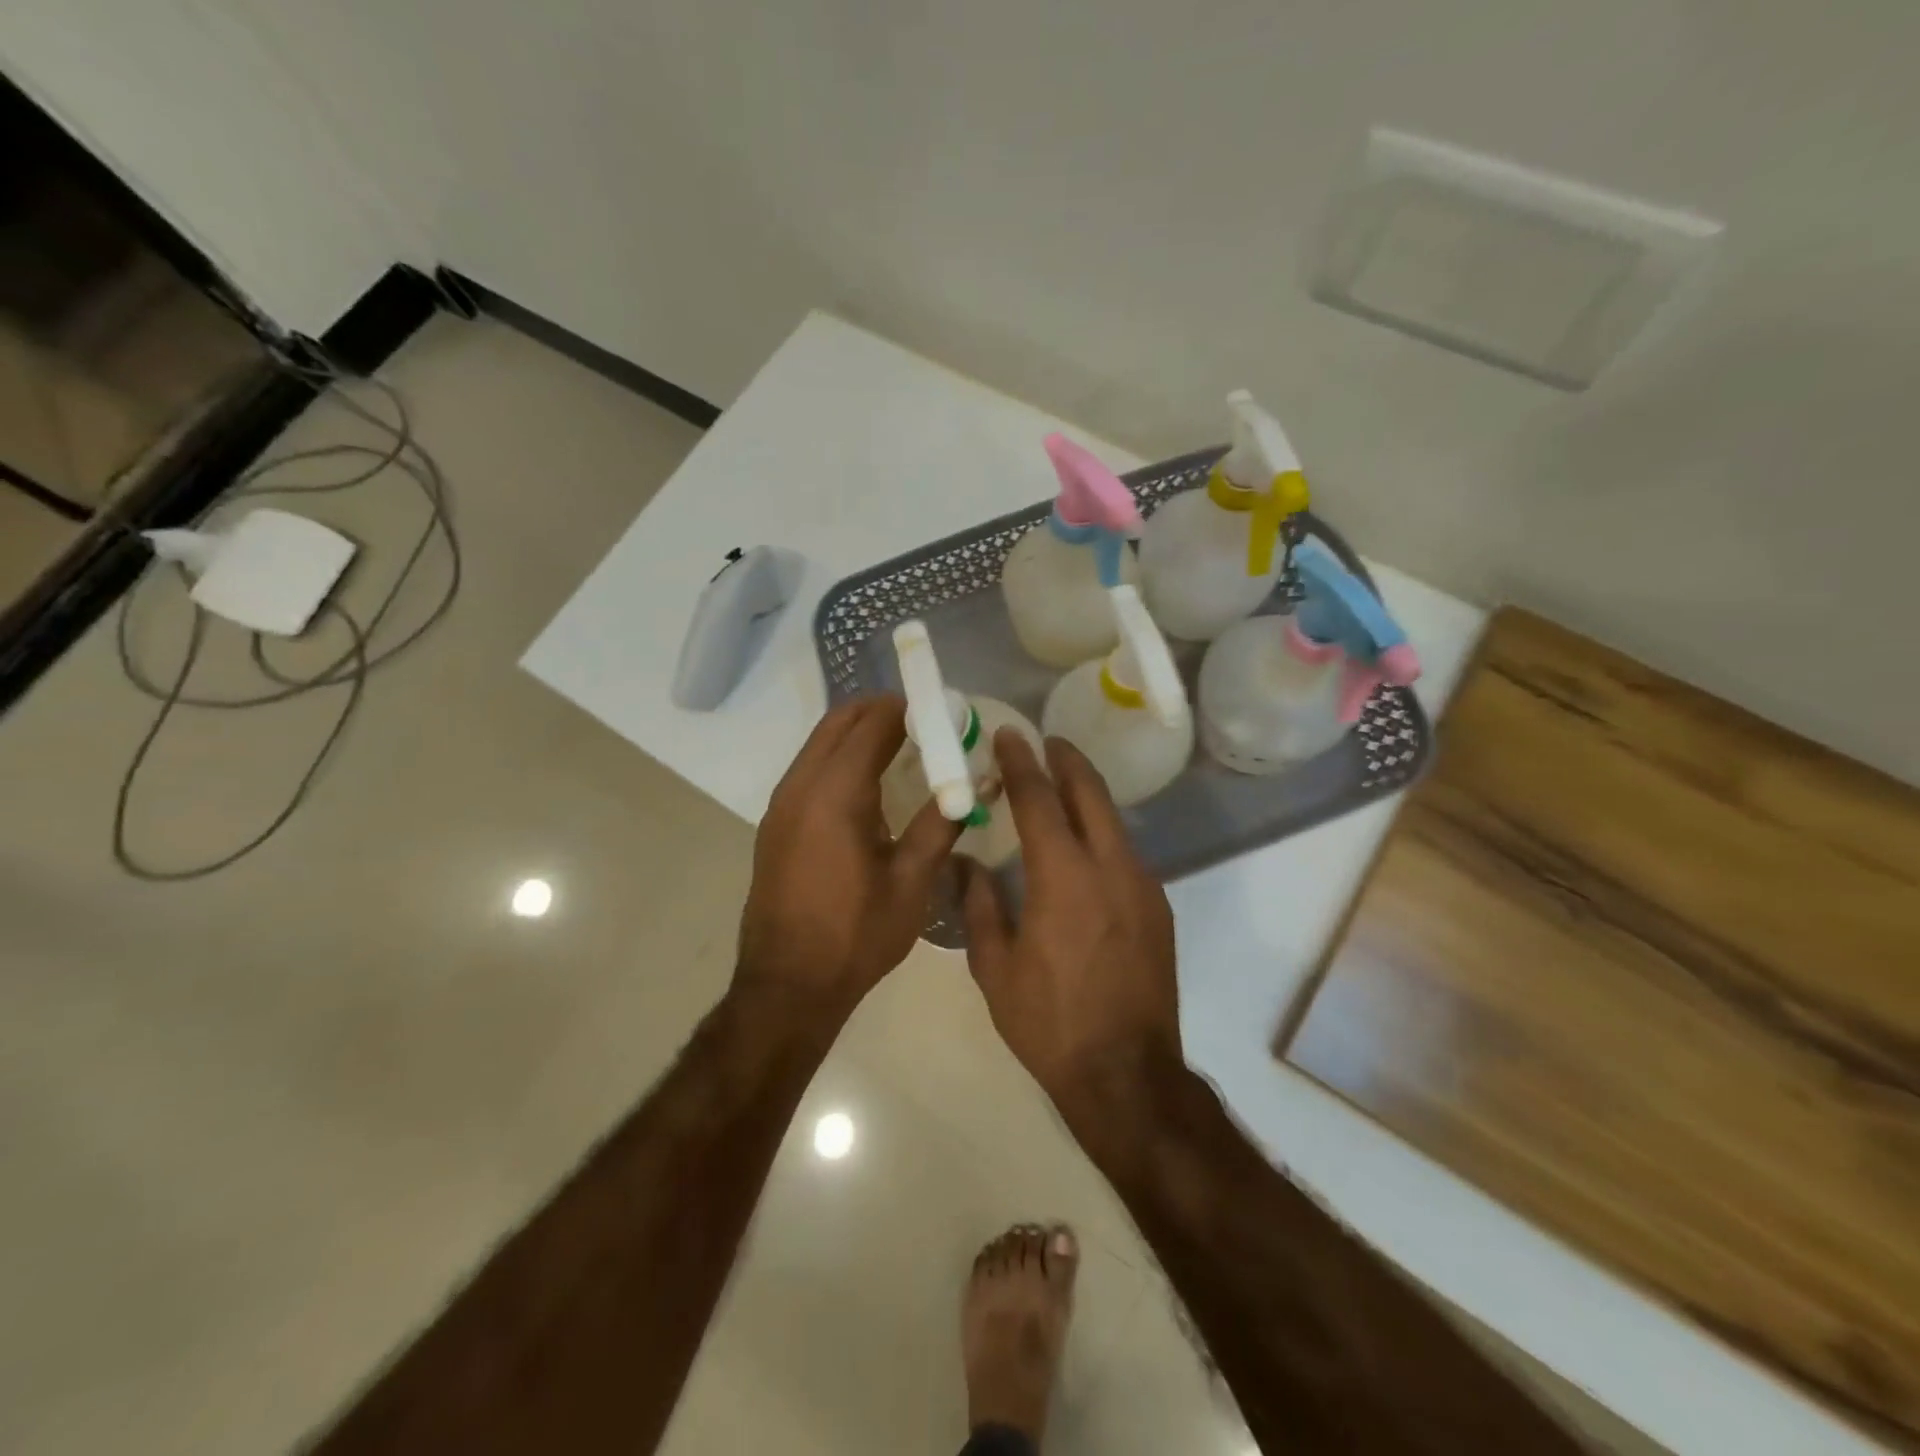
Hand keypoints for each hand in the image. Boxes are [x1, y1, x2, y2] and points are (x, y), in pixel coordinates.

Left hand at [737, 696, 959, 1022]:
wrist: (787, 987)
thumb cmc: (855, 936)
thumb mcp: (911, 882)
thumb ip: (941, 823)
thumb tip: (975, 784)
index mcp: (835, 793)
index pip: (874, 722)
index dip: (910, 708)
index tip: (944, 710)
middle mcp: (800, 785)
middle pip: (840, 722)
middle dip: (882, 711)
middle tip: (926, 723)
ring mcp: (781, 804)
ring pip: (821, 744)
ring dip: (860, 734)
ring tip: (905, 750)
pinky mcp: (776, 824)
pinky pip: (810, 770)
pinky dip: (841, 760)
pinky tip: (871, 788)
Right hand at [960, 730, 1181, 1116]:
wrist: (1126, 1074)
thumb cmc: (1049, 1022)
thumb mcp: (994, 966)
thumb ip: (979, 904)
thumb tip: (966, 864)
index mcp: (1063, 875)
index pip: (1039, 799)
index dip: (1021, 762)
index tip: (1010, 735)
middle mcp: (1110, 866)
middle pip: (1090, 793)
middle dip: (1066, 761)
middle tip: (1045, 743)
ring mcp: (1142, 886)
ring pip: (1113, 821)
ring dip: (1086, 796)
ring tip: (1060, 789)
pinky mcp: (1157, 908)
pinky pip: (1125, 853)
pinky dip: (1101, 834)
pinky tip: (1083, 850)